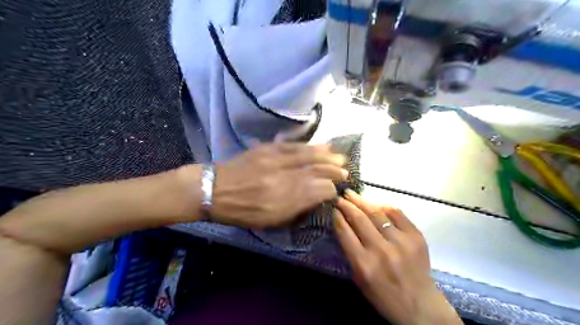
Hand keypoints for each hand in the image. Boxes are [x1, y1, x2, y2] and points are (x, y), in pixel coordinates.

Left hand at [210, 144, 345, 229]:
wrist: (214, 189)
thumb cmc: (241, 212)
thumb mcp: (269, 220)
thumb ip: (295, 209)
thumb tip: (315, 198)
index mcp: (282, 201)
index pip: (316, 191)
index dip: (329, 190)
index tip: (335, 190)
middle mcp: (281, 179)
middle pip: (315, 172)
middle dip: (333, 171)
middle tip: (345, 171)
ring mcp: (274, 161)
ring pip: (307, 156)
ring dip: (326, 156)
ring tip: (339, 156)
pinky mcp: (267, 149)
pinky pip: (293, 146)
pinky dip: (309, 146)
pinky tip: (320, 146)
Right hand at [331, 191, 461, 324]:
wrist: (420, 306)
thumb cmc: (384, 295)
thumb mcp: (359, 278)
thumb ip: (350, 252)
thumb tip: (343, 225)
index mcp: (364, 264)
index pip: (345, 232)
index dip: (337, 217)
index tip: (333, 208)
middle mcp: (381, 250)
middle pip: (359, 219)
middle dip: (347, 205)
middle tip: (340, 197)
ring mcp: (400, 242)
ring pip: (377, 213)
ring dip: (362, 201)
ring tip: (352, 194)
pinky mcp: (416, 237)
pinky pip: (396, 214)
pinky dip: (383, 206)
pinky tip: (374, 203)